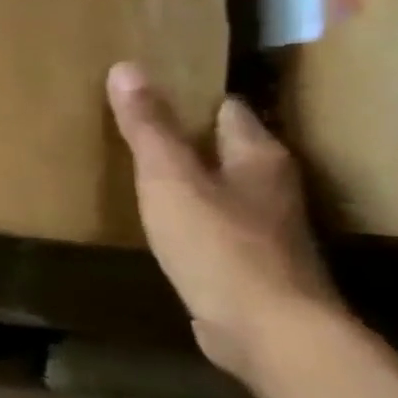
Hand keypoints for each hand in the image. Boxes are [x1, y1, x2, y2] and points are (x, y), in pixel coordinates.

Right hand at [106, 62, 339, 378]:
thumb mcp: (170, 179)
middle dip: (189, 136)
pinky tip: (161, 221)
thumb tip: (126, 68)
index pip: (228, 111)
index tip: (154, 88)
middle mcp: (270, 187)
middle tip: (137, 124)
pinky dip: (189, 215)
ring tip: (142, 169)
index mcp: (257, 158)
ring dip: (190, 178)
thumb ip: (148, 128)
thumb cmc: (218, 243)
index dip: (194, 97)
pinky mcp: (248, 264)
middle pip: (228, 148)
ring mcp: (264, 228)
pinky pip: (214, 225)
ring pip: (222, 187)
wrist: (266, 329)